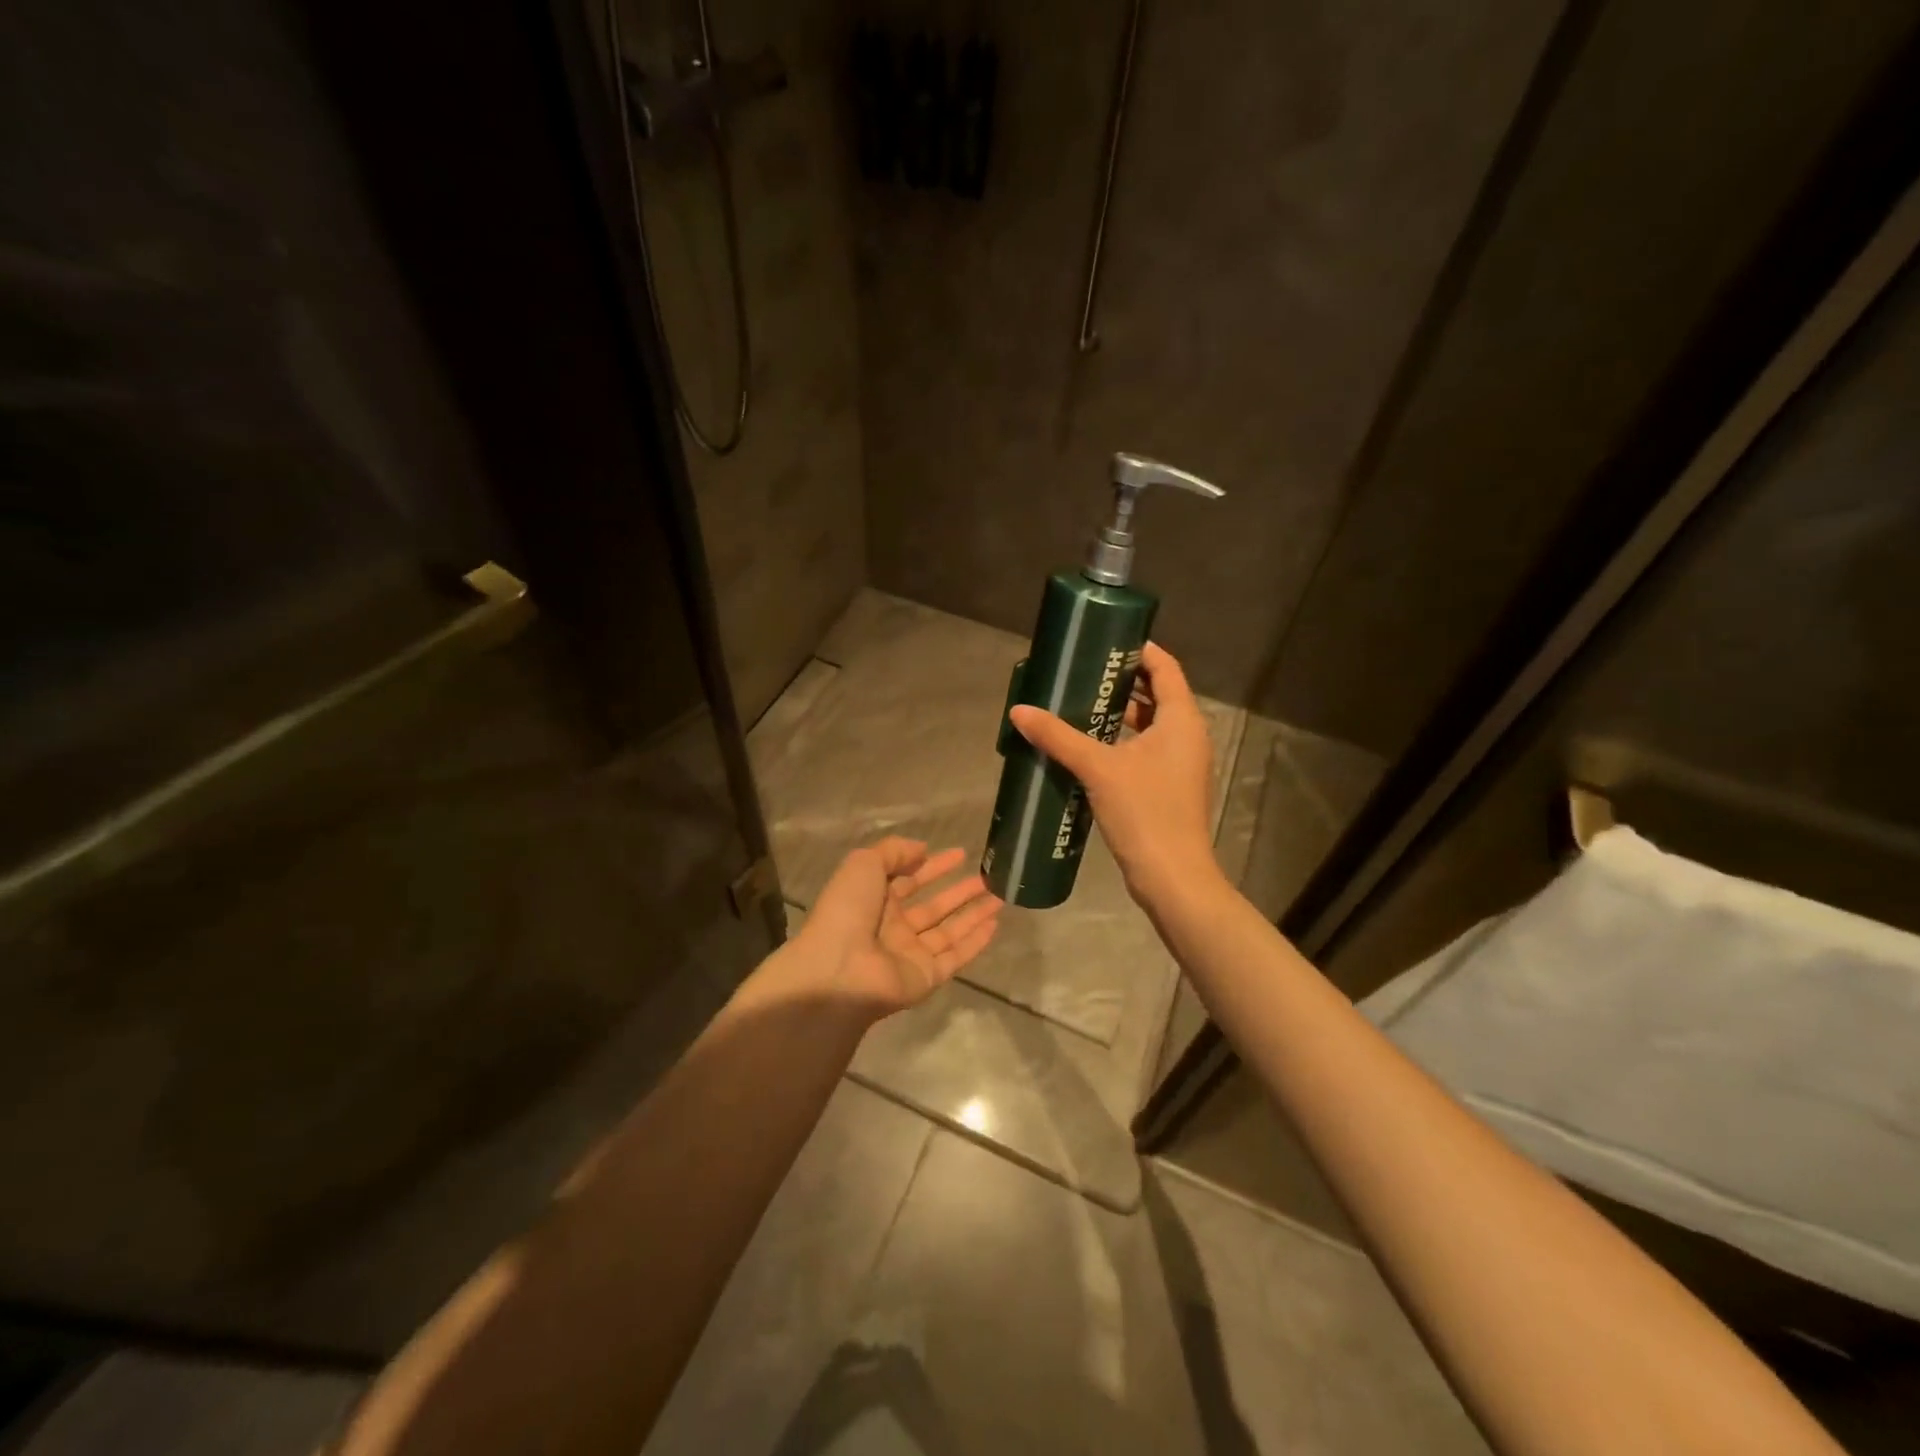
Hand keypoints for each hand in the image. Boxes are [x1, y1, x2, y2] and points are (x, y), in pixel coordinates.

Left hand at [796, 838, 1002, 1016]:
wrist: (839, 971)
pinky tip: (995, 924)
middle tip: (987, 877)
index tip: (960, 854)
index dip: (933, 866)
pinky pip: (955, 956)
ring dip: (973, 914)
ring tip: (1000, 896)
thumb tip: (922, 849)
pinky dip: (975, 942)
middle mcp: (893, 928)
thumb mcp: (863, 864)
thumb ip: (893, 851)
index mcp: (874, 900)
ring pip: (948, 931)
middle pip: (933, 907)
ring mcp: (910, 955)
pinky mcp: (927, 977)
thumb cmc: (847, 912)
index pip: (909, 879)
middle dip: (959, 891)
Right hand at [1009, 641, 1217, 907]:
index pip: (1166, 668)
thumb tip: (1019, 711)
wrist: (1172, 876)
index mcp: (1182, 720)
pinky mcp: (1171, 787)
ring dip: (1122, 714)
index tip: (1107, 642)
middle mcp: (1188, 736)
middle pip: (1159, 695)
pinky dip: (1123, 741)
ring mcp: (1182, 764)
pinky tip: (1091, 748)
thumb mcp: (1098, 768)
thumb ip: (1058, 736)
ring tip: (1081, 705)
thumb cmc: (1144, 812)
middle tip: (1084, 673)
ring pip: (1153, 725)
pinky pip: (1148, 750)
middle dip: (1124, 682)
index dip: (1140, 651)